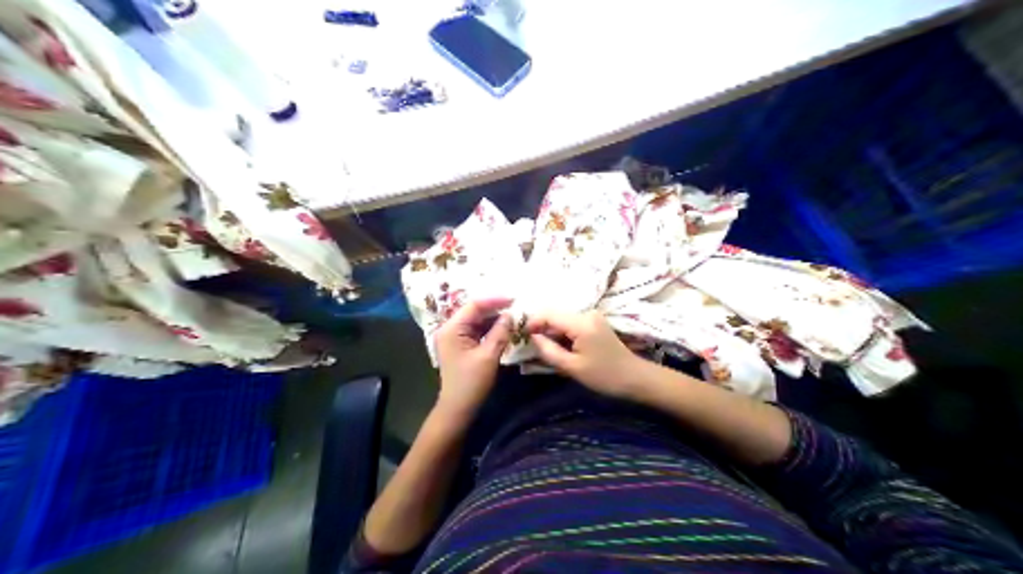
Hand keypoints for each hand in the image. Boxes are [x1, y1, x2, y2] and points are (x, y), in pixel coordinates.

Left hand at [433, 299, 510, 424]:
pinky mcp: (460, 345)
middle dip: (495, 308)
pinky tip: (503, 327)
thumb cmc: (471, 383)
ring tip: (513, 315)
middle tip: (516, 306)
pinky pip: (476, 330)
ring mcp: (453, 337)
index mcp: (452, 329)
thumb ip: (500, 332)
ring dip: (493, 318)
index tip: (514, 299)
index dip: (494, 300)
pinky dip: (489, 328)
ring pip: (476, 320)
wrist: (458, 408)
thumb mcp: (488, 356)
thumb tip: (511, 315)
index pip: (473, 306)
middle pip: (474, 311)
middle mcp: (449, 329)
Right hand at [531, 309, 650, 398]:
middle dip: (540, 327)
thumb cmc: (604, 376)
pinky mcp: (595, 322)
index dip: (532, 322)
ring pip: (562, 319)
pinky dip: (561, 333)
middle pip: (555, 314)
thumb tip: (532, 337)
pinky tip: (558, 346)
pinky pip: (571, 323)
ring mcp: (592, 316)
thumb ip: (549, 351)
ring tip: (542, 347)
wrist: (635, 378)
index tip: (520, 336)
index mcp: (581, 323)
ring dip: (551, 331)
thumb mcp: (572, 367)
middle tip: (528, 344)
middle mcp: (586, 313)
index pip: (548, 314)